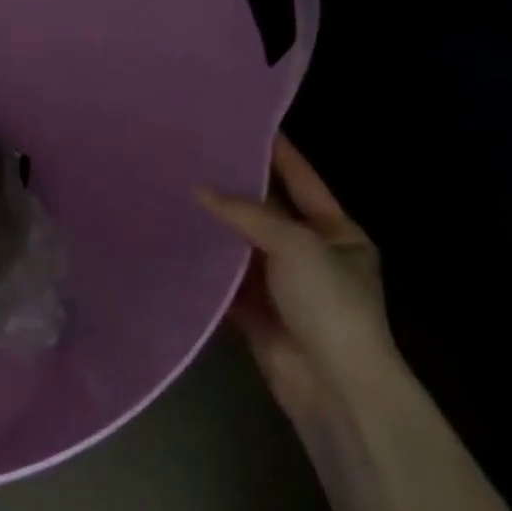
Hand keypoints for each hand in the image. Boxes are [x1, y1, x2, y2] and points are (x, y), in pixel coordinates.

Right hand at [197, 137, 391, 433]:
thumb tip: (197, 189)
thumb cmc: (330, 304)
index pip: (302, 179)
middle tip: (193, 157)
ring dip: (215, 227)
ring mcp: (282, 285)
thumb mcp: (296, 244)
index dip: (277, 152)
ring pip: (242, 246)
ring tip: (174, 191)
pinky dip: (204, 266)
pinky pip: (225, 280)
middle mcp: (310, 254)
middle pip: (267, 211)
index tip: (245, 123)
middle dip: (234, 189)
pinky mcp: (255, 312)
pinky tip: (174, 242)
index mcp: (337, 233)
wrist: (333, 387)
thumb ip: (246, 213)